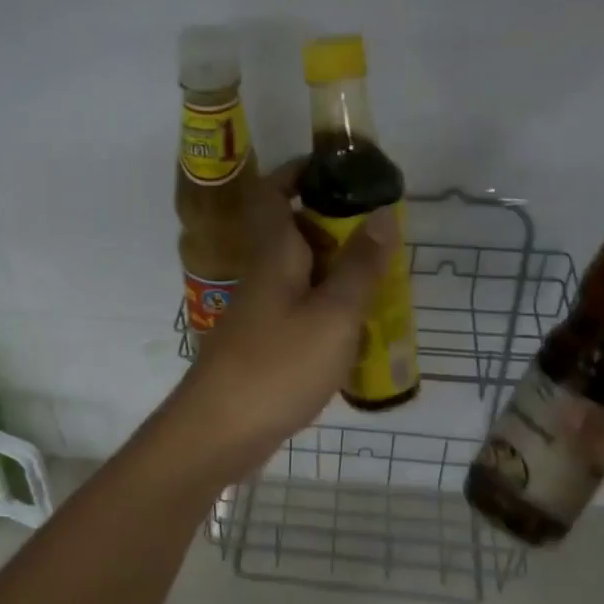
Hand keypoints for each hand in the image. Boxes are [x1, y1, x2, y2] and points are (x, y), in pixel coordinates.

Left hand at [169, 161, 397, 479]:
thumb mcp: (333, 315)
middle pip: (296, 231)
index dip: (301, 173)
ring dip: (340, 269)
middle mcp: (264, 272)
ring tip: (384, 279)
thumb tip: (383, 213)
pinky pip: (303, 307)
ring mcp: (263, 309)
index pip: (274, 192)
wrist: (219, 431)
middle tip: (384, 236)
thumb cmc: (277, 365)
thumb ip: (360, 266)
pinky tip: (359, 327)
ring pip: (304, 272)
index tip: (343, 172)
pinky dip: (331, 306)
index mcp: (274, 253)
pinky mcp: (266, 340)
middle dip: (338, 225)